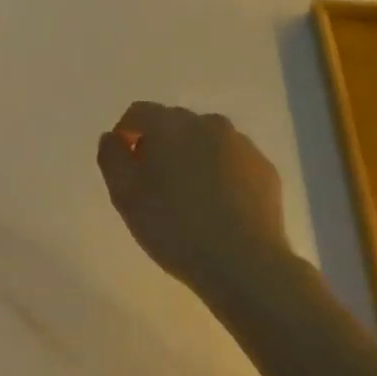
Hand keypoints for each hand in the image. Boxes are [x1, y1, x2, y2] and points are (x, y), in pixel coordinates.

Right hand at [96, 102, 291, 297]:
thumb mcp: (124, 195)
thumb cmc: (173, 227)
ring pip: (206, 142)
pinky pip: (232, 162)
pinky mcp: (265, 169)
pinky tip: (218, 207)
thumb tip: (113, 137)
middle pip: (174, 125)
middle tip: (155, 186)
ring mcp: (241, 145)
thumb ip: (111, 157)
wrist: (242, 262)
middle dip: (160, 146)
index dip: (126, 134)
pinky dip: (221, 174)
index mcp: (170, 125)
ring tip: (189, 198)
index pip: (139, 113)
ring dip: (192, 158)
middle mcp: (208, 123)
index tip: (125, 166)